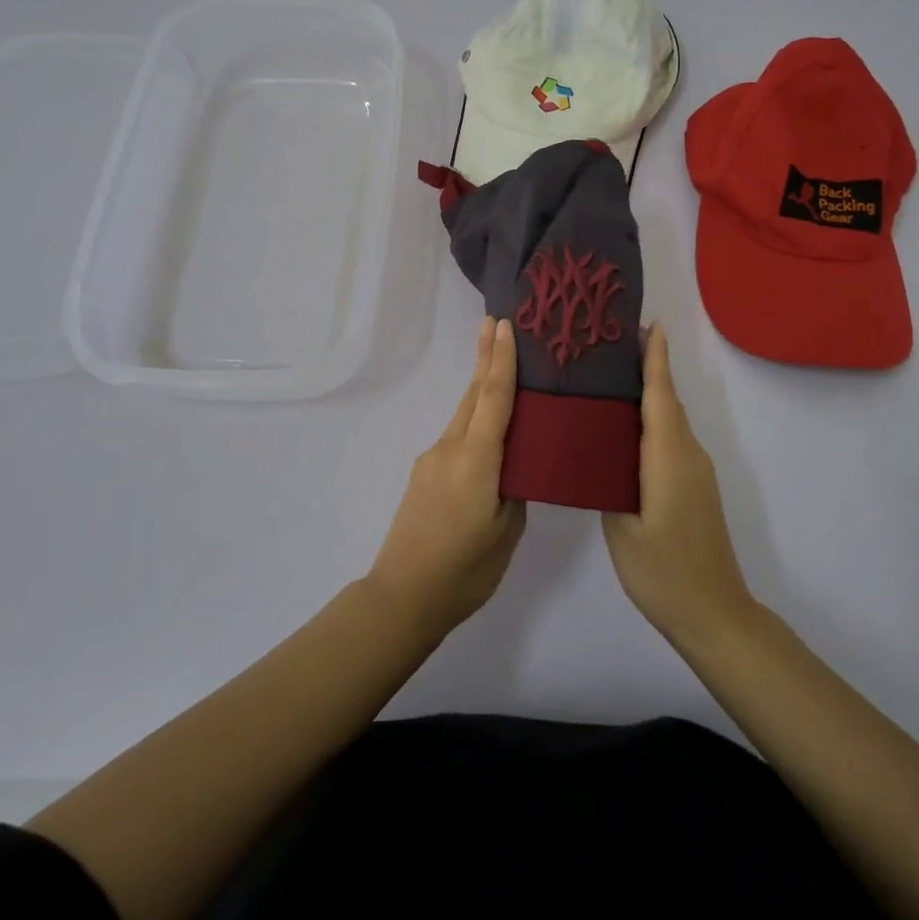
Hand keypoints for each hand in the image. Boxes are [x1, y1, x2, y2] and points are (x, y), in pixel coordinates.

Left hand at [367, 316, 525, 639]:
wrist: (404, 595)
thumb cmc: (465, 569)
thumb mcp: (507, 531)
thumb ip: (515, 490)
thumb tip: (514, 469)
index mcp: (476, 459)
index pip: (493, 398)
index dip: (501, 360)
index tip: (504, 326)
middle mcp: (450, 448)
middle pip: (473, 395)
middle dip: (486, 358)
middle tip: (496, 324)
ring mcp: (432, 460)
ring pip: (463, 414)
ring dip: (480, 388)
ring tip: (498, 365)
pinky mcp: (424, 475)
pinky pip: (456, 436)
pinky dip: (473, 420)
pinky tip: (486, 431)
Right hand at [603, 324, 756, 646]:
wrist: (715, 615)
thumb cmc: (663, 571)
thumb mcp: (622, 527)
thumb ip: (609, 480)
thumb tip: (599, 447)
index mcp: (668, 458)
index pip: (661, 396)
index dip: (655, 359)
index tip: (649, 324)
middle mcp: (688, 455)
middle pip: (667, 401)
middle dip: (647, 367)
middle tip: (610, 344)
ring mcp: (695, 471)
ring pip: (669, 420)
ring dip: (649, 394)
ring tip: (611, 378)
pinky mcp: (694, 486)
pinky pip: (671, 439)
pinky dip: (652, 420)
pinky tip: (625, 428)